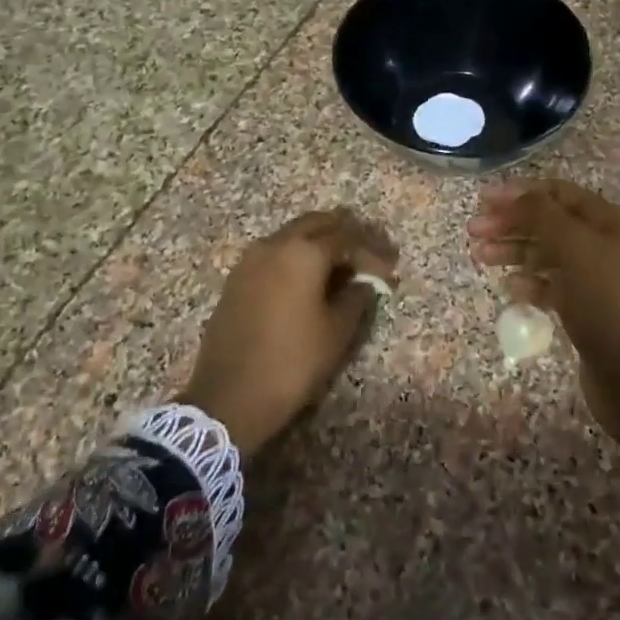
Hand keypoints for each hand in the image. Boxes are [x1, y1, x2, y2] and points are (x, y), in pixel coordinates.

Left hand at [183, 209, 397, 456]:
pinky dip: (296, 256)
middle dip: (344, 233)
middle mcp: (275, 245)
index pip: (347, 237)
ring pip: (292, 235)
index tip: (389, 267)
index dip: (372, 250)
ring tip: (341, 266)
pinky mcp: (237, 278)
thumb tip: (366, 281)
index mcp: (303, 253)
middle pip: (316, 223)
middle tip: (367, 253)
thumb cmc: (292, 362)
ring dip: (318, 242)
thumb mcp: (336, 332)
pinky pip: (274, 253)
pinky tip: (308, 279)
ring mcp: (250, 260)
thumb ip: (356, 297)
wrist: (229, 396)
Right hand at [468, 178, 619, 475]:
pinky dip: (528, 283)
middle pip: (547, 222)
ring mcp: (594, 278)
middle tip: (473, 232)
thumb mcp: (574, 247)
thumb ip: (542, 215)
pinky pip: (550, 286)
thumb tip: (516, 196)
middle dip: (510, 222)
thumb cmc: (607, 300)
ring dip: (513, 251)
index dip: (519, 193)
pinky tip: (510, 289)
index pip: (556, 192)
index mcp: (605, 220)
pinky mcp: (585, 310)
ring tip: (480, 256)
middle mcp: (601, 243)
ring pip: (545, 254)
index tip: (482, 201)